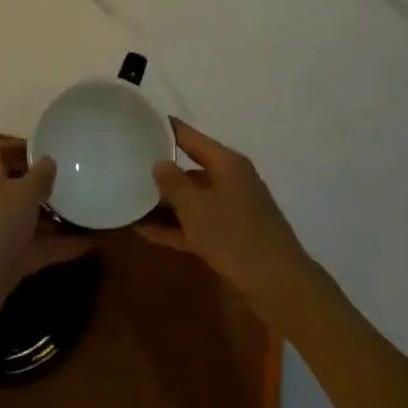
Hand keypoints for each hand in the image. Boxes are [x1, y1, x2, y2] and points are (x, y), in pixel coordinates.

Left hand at [0, 143, 92, 335]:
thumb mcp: (23, 194)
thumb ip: (39, 177)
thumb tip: (49, 161)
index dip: (12, 146)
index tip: (41, 149)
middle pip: (16, 186)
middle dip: (41, 183)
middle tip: (72, 179)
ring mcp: (2, 233)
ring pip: (31, 219)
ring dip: (56, 216)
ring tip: (86, 209)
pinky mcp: (12, 262)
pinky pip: (41, 248)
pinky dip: (63, 246)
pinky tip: (91, 243)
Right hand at [144, 121, 312, 319]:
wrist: (278, 284)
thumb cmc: (233, 234)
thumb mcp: (195, 205)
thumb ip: (172, 182)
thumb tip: (160, 164)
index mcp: (226, 162)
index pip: (189, 136)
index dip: (165, 129)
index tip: (139, 122)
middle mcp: (231, 180)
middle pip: (190, 168)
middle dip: (161, 172)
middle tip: (129, 167)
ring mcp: (233, 209)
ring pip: (193, 200)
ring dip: (165, 204)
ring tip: (131, 203)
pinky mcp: (232, 236)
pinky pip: (198, 224)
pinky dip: (176, 227)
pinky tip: (146, 232)